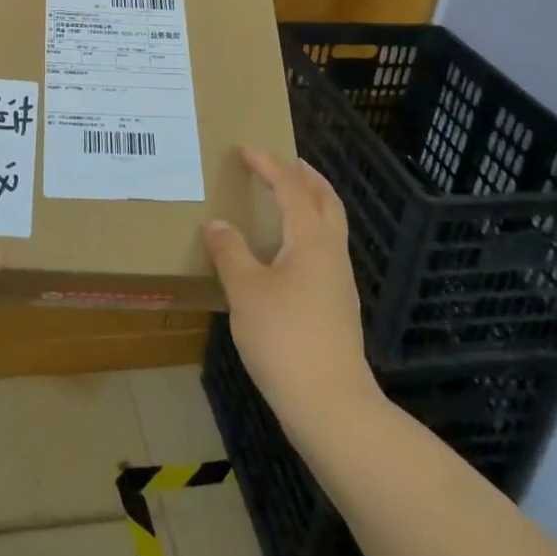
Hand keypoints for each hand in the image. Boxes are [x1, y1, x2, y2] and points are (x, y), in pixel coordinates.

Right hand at [204, 147, 378, 439]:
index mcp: (311, 240)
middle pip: (326, 201)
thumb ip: (230, 252)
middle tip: (283, 163)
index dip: (269, 165)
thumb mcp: (245, 291)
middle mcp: (331, 253)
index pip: (291, 188)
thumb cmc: (285, 339)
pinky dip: (306, 232)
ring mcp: (339, 282)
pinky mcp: (336, 306)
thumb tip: (217, 224)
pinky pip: (323, 250)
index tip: (246, 149)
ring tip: (282, 200)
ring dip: (310, 203)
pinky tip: (284, 251)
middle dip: (306, 176)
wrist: (331, 406)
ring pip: (329, 226)